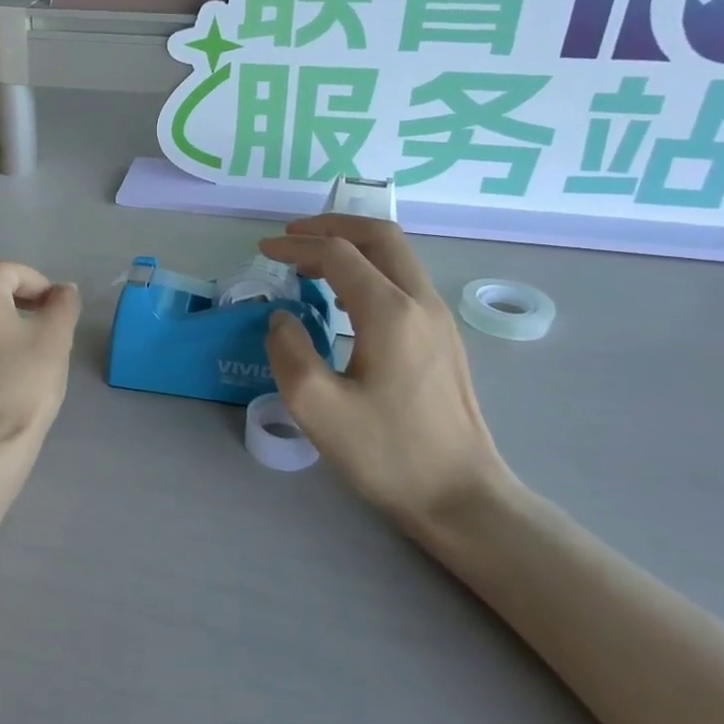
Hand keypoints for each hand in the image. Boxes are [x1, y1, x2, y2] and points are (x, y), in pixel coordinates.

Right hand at [259, 217, 509, 527]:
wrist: (461, 496)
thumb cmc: (388, 453)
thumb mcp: (318, 408)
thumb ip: (289, 352)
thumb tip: (283, 319)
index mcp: (389, 312)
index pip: (338, 254)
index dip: (295, 246)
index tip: (263, 252)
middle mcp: (420, 302)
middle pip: (380, 236)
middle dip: (333, 226)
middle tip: (292, 237)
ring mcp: (438, 320)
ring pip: (397, 256)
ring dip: (353, 246)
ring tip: (312, 263)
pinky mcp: (444, 340)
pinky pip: (404, 281)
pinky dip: (369, 270)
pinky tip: (345, 299)